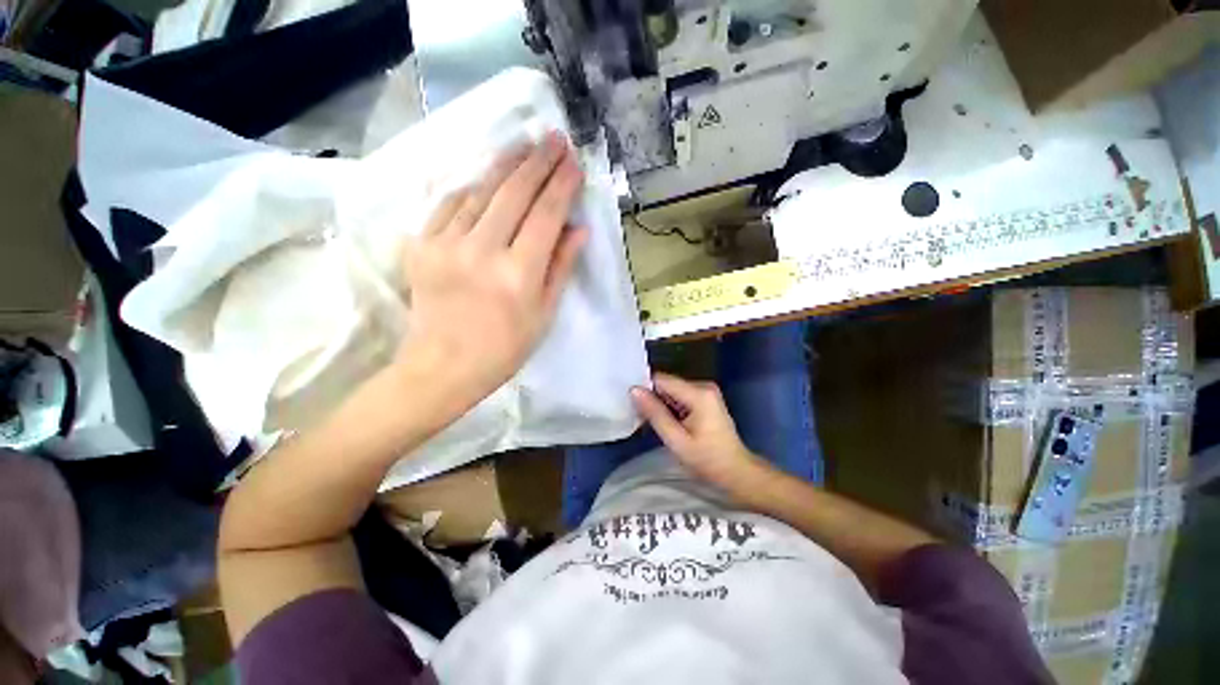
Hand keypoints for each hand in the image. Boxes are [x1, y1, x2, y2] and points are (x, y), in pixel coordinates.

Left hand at [395, 132, 586, 413]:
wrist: (442, 367)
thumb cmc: (504, 349)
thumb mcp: (544, 314)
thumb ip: (561, 267)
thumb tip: (578, 229)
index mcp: (519, 274)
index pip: (546, 215)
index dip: (562, 185)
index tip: (574, 163)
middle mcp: (482, 251)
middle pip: (513, 192)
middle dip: (537, 160)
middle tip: (553, 138)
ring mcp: (446, 244)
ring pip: (480, 190)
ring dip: (505, 165)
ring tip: (523, 145)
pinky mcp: (421, 245)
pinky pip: (449, 204)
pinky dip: (470, 187)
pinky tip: (484, 179)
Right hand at [630, 372, 766, 490]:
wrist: (736, 472)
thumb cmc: (707, 460)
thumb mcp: (676, 440)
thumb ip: (654, 413)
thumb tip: (634, 390)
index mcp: (699, 393)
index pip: (661, 379)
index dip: (646, 390)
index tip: (634, 407)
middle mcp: (703, 385)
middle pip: (667, 384)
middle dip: (653, 399)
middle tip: (643, 419)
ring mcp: (706, 391)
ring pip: (672, 390)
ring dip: (662, 404)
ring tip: (655, 424)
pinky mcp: (706, 398)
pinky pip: (681, 396)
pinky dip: (672, 407)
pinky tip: (669, 423)